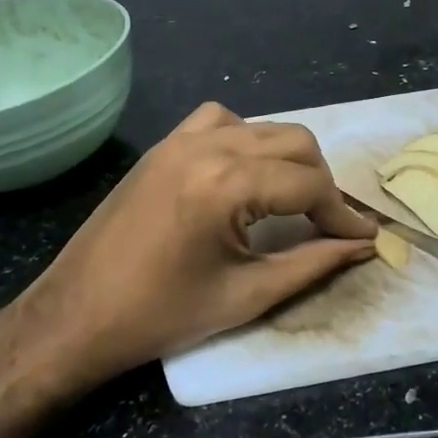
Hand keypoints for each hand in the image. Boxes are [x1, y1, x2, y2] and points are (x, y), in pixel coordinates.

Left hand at [13, 102, 376, 389]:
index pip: (309, 183)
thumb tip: (361, 244)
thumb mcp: (248, 294)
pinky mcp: (163, 147)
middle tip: (327, 224)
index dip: (342, 212)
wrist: (76, 316)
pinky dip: (247, 139)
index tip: (361, 237)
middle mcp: (207, 148)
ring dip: (288, 159)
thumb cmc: (161, 315)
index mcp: (227, 185)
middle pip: (295, 142)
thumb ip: (314, 262)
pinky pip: (220, 121)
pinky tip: (244, 174)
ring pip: (263, 127)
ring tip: (291, 200)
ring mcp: (180, 141)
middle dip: (321, 182)